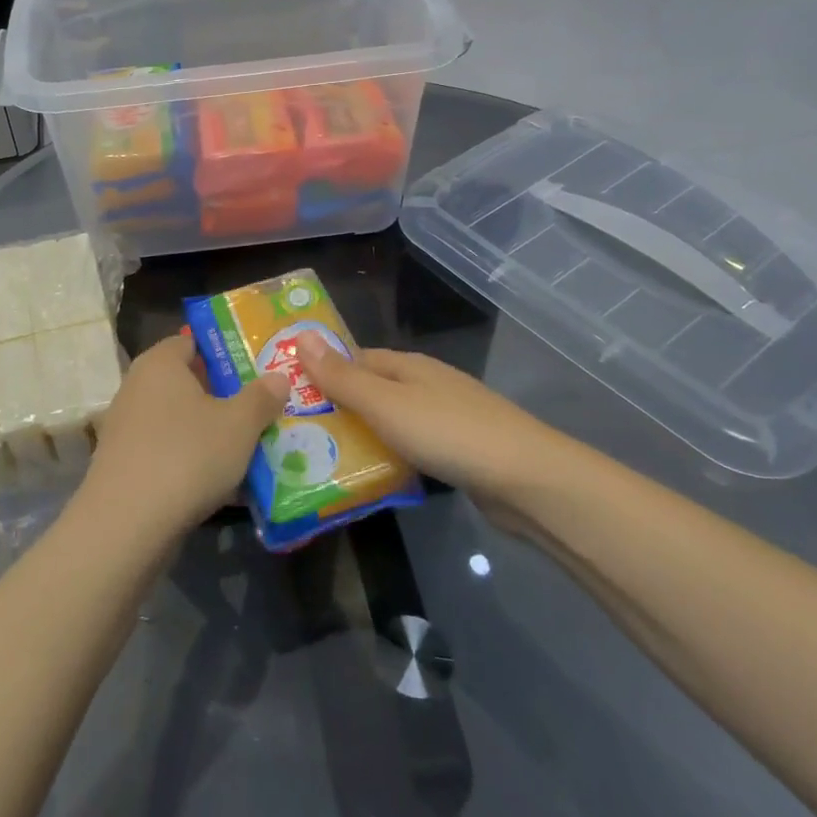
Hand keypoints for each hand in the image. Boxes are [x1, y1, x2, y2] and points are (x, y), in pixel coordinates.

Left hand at [82, 334, 288, 540]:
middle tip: (262, 407)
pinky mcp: (123, 463)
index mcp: (160, 362)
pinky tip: (221, 482)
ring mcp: (126, 426)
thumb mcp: (239, 424)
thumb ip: (261, 397)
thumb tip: (278, 377)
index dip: (226, 351)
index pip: (193, 341)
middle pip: (187, 382)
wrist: (126, 524)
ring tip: (249, 447)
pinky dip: (191, 459)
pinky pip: (166, 450)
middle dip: (223, 395)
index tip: (257, 367)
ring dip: (209, 431)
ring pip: (179, 420)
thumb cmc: (187, 456)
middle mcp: (137, 386)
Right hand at [296, 338, 565, 534]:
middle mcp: (426, 385)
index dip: (323, 371)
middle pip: (373, 389)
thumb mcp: (385, 404)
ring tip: (323, 457)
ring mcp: (446, 418)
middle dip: (339, 406)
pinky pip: (411, 447)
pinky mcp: (459, 452)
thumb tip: (301, 336)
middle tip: (297, 432)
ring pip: (392, 421)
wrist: (526, 480)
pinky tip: (374, 475)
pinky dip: (390, 456)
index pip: (355, 358)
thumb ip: (342, 377)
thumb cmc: (448, 433)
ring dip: (363, 435)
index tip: (289, 392)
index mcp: (408, 366)